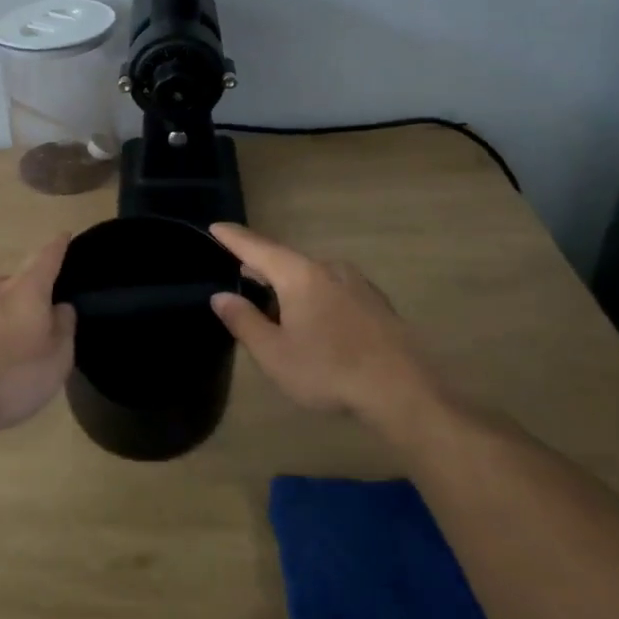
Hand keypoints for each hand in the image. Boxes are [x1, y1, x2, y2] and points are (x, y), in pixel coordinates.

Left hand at [0, 235, 77, 431]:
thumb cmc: (12, 374)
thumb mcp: (56, 358)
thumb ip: (63, 328)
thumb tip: (60, 307)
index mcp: (25, 289)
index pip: (46, 258)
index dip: (58, 247)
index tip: (64, 235)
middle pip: (15, 284)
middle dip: (27, 297)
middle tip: (37, 320)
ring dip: (1, 318)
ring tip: (8, 348)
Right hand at [208, 223, 454, 448]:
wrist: (403, 391)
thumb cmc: (329, 370)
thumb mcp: (274, 354)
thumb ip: (244, 321)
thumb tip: (220, 296)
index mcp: (299, 275)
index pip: (257, 248)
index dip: (233, 238)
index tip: (215, 226)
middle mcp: (329, 269)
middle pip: (285, 260)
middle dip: (261, 265)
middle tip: (240, 271)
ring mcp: (357, 284)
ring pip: (311, 275)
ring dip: (288, 283)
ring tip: (273, 300)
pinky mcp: (375, 303)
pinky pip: (332, 288)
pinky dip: (313, 295)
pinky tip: (312, 318)